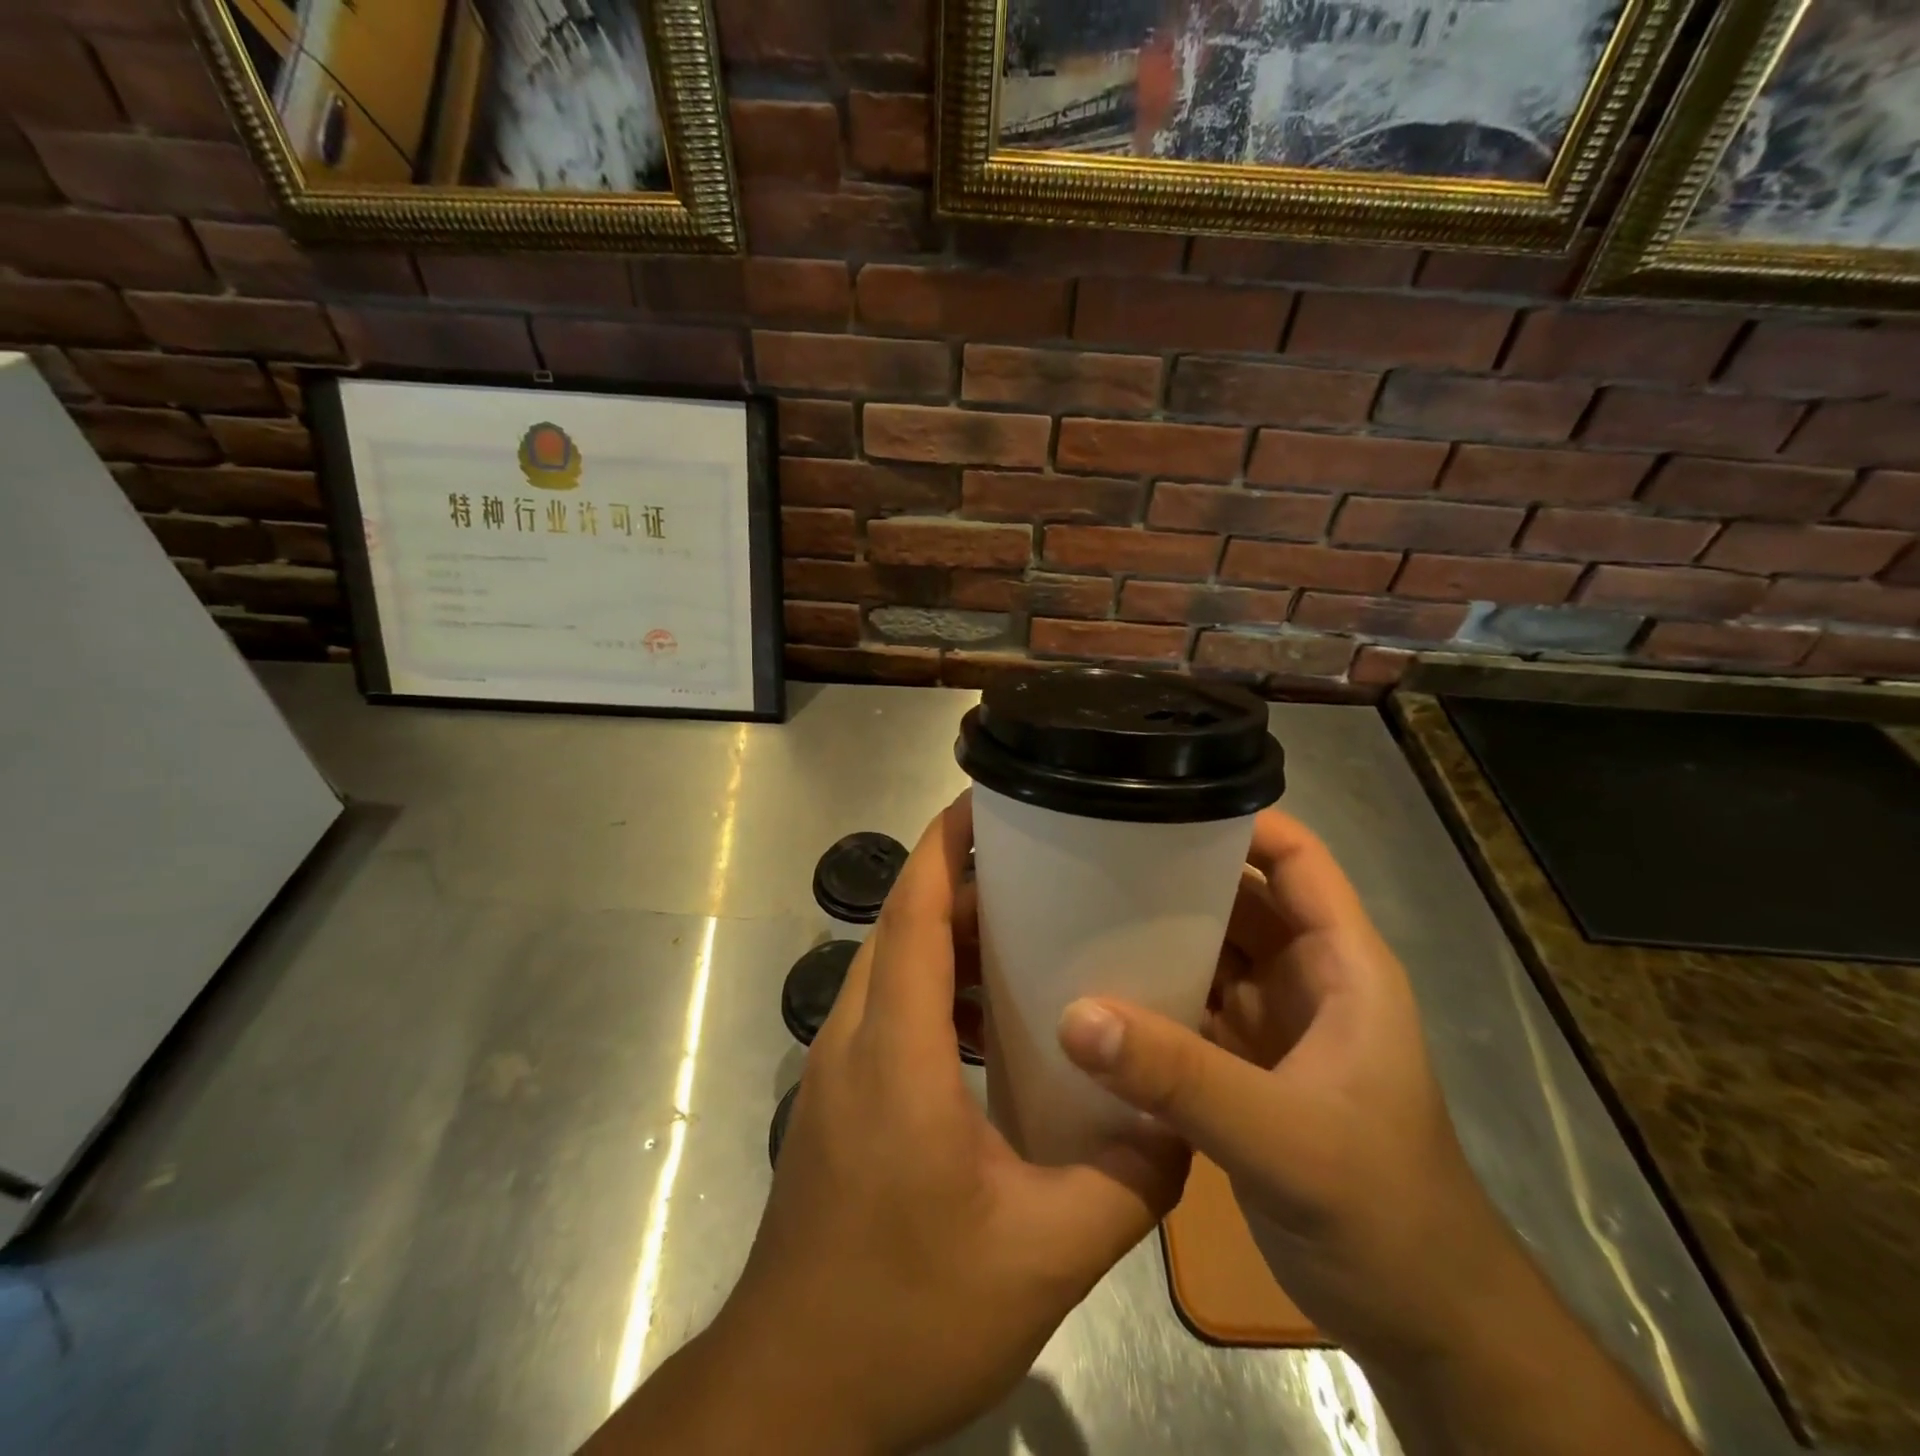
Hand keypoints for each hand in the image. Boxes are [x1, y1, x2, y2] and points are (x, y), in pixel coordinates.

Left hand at [591, 794, 1187, 1455]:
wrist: (792, 1395)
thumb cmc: (907, 1314)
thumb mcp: (1041, 1256)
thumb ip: (1124, 1184)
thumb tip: (1183, 1126)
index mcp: (896, 1050)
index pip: (911, 911)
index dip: (945, 844)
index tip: (987, 799)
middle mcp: (854, 1037)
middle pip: (903, 925)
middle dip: (964, 883)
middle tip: (1040, 869)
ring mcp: (837, 1067)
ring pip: (893, 966)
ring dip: (950, 938)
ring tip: (1027, 935)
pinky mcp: (838, 1097)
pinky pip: (889, 1009)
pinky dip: (937, 990)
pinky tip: (992, 1027)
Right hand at [1055, 811, 1695, 1455]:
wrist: (1418, 1320)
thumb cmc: (1382, 1211)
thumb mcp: (1285, 1139)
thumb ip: (1182, 1077)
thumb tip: (1076, 1015)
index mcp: (1342, 965)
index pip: (1297, 859)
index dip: (1240, 820)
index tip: (1160, 802)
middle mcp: (1306, 978)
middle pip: (1239, 896)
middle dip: (1177, 870)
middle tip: (1093, 851)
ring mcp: (1273, 1022)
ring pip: (1210, 949)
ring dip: (1157, 929)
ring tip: (1080, 902)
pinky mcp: (1243, 1064)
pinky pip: (1189, 1002)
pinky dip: (1150, 988)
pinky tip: (1095, 983)